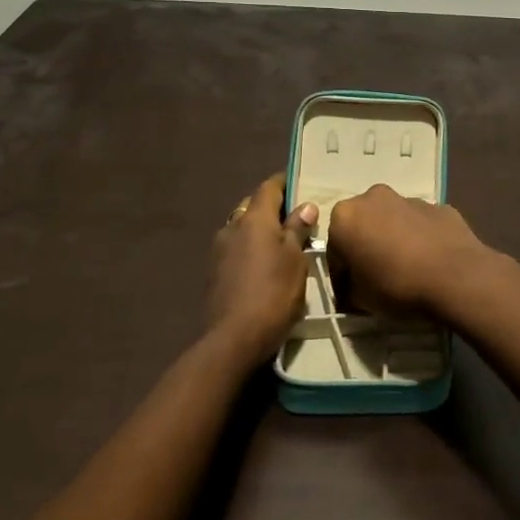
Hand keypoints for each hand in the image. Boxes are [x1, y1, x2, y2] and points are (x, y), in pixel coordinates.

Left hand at [207, 173, 316, 366]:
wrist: (232, 339)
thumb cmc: (272, 294)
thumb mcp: (295, 260)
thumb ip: (297, 230)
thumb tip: (305, 206)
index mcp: (254, 218)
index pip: (269, 187)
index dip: (285, 181)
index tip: (300, 181)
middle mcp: (232, 226)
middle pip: (253, 205)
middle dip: (272, 205)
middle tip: (296, 214)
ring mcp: (219, 250)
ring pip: (242, 227)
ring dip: (260, 228)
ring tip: (282, 240)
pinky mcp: (214, 272)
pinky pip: (236, 247)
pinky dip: (250, 247)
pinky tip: (264, 263)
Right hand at [326, 184, 501, 318]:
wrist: (455, 275)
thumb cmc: (396, 285)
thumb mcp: (360, 298)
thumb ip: (350, 288)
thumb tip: (354, 287)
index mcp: (346, 216)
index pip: (334, 249)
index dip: (341, 275)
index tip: (351, 294)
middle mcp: (373, 198)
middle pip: (363, 225)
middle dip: (366, 247)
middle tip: (375, 277)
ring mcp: (408, 198)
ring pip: (392, 220)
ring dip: (393, 239)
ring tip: (406, 269)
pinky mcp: (437, 206)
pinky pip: (419, 224)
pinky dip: (419, 238)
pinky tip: (428, 261)